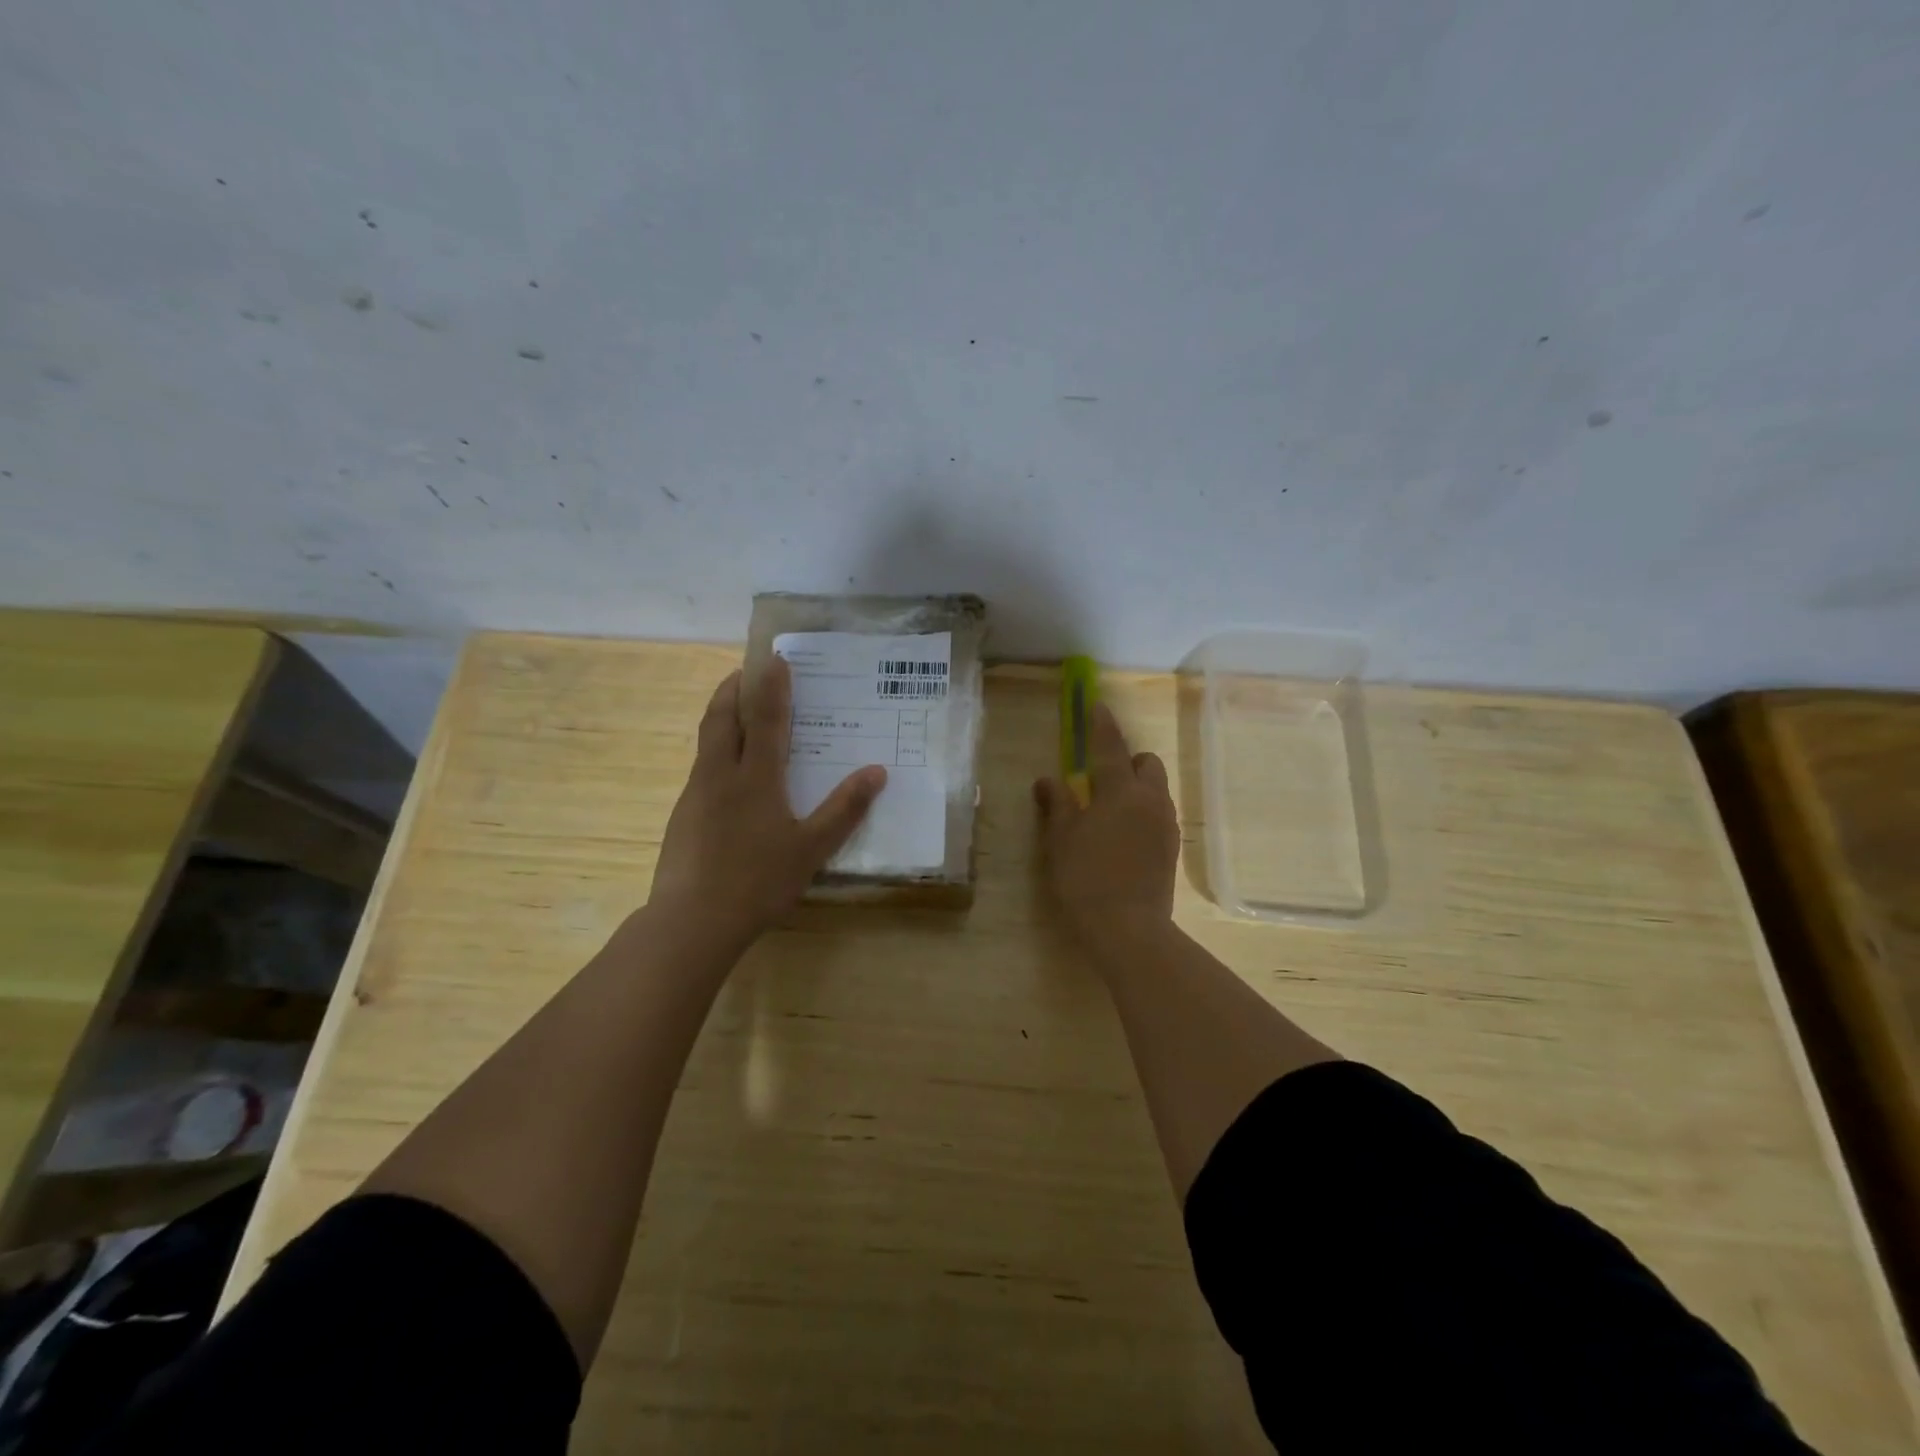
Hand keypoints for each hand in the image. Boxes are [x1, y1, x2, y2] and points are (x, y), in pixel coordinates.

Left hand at [649, 659, 885, 951]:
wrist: (692, 921)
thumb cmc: (758, 881)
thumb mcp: (812, 848)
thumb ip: (844, 809)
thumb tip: (877, 771)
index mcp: (755, 777)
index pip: (764, 718)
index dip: (771, 685)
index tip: (774, 658)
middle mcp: (720, 775)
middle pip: (721, 717)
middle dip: (732, 689)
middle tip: (745, 672)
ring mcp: (696, 794)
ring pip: (706, 741)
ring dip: (721, 717)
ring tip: (738, 713)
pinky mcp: (683, 816)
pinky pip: (702, 769)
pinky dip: (716, 752)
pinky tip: (729, 776)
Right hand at [1033, 702, 1180, 949]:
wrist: (1128, 928)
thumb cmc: (1086, 878)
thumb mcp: (1061, 839)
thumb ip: (1057, 804)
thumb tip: (1048, 780)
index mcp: (1120, 791)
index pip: (1110, 747)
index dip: (1102, 725)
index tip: (1098, 706)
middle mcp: (1150, 800)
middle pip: (1147, 763)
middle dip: (1128, 760)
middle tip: (1100, 778)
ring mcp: (1166, 824)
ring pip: (1156, 789)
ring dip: (1137, 787)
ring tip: (1109, 811)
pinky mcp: (1171, 848)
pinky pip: (1159, 814)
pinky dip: (1143, 811)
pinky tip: (1123, 836)